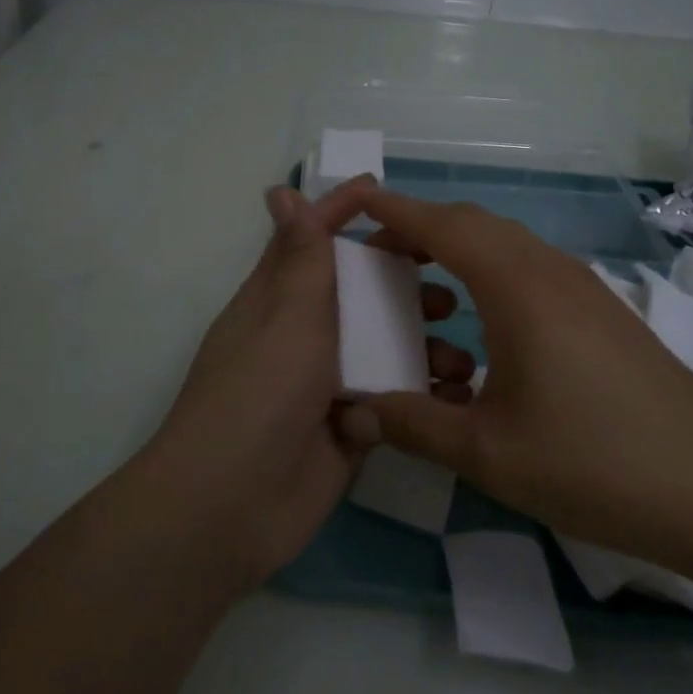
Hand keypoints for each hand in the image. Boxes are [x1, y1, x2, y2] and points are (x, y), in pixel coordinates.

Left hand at [143, 180, 468, 588]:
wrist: (232, 505)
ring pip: (383, 347)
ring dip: (422, 346)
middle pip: (360, 293)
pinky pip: (392, 400)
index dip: (342, 211)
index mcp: (280, 297)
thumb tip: (280, 190)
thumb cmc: (260, 391)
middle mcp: (305, 333)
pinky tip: (457, 400)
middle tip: (450, 290)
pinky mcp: (349, 426)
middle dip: (403, 285)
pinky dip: (421, 396)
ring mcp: (327, 382)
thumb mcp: (286, 314)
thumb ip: (300, 256)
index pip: (313, 240)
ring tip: (460, 357)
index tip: (382, 189)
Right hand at [340, 182, 692, 573]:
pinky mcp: (603, 314)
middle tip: (379, 260)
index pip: (442, 225)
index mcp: (516, 287)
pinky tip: (484, 333)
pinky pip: (531, 272)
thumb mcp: (488, 452)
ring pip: (505, 247)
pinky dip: (491, 279)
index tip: (354, 203)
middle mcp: (549, 270)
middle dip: (420, 230)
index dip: (394, 210)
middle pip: (473, 224)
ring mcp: (583, 289)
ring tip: (425, 296)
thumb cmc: (595, 462)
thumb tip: (352, 414)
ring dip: (458, 254)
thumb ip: (412, 425)